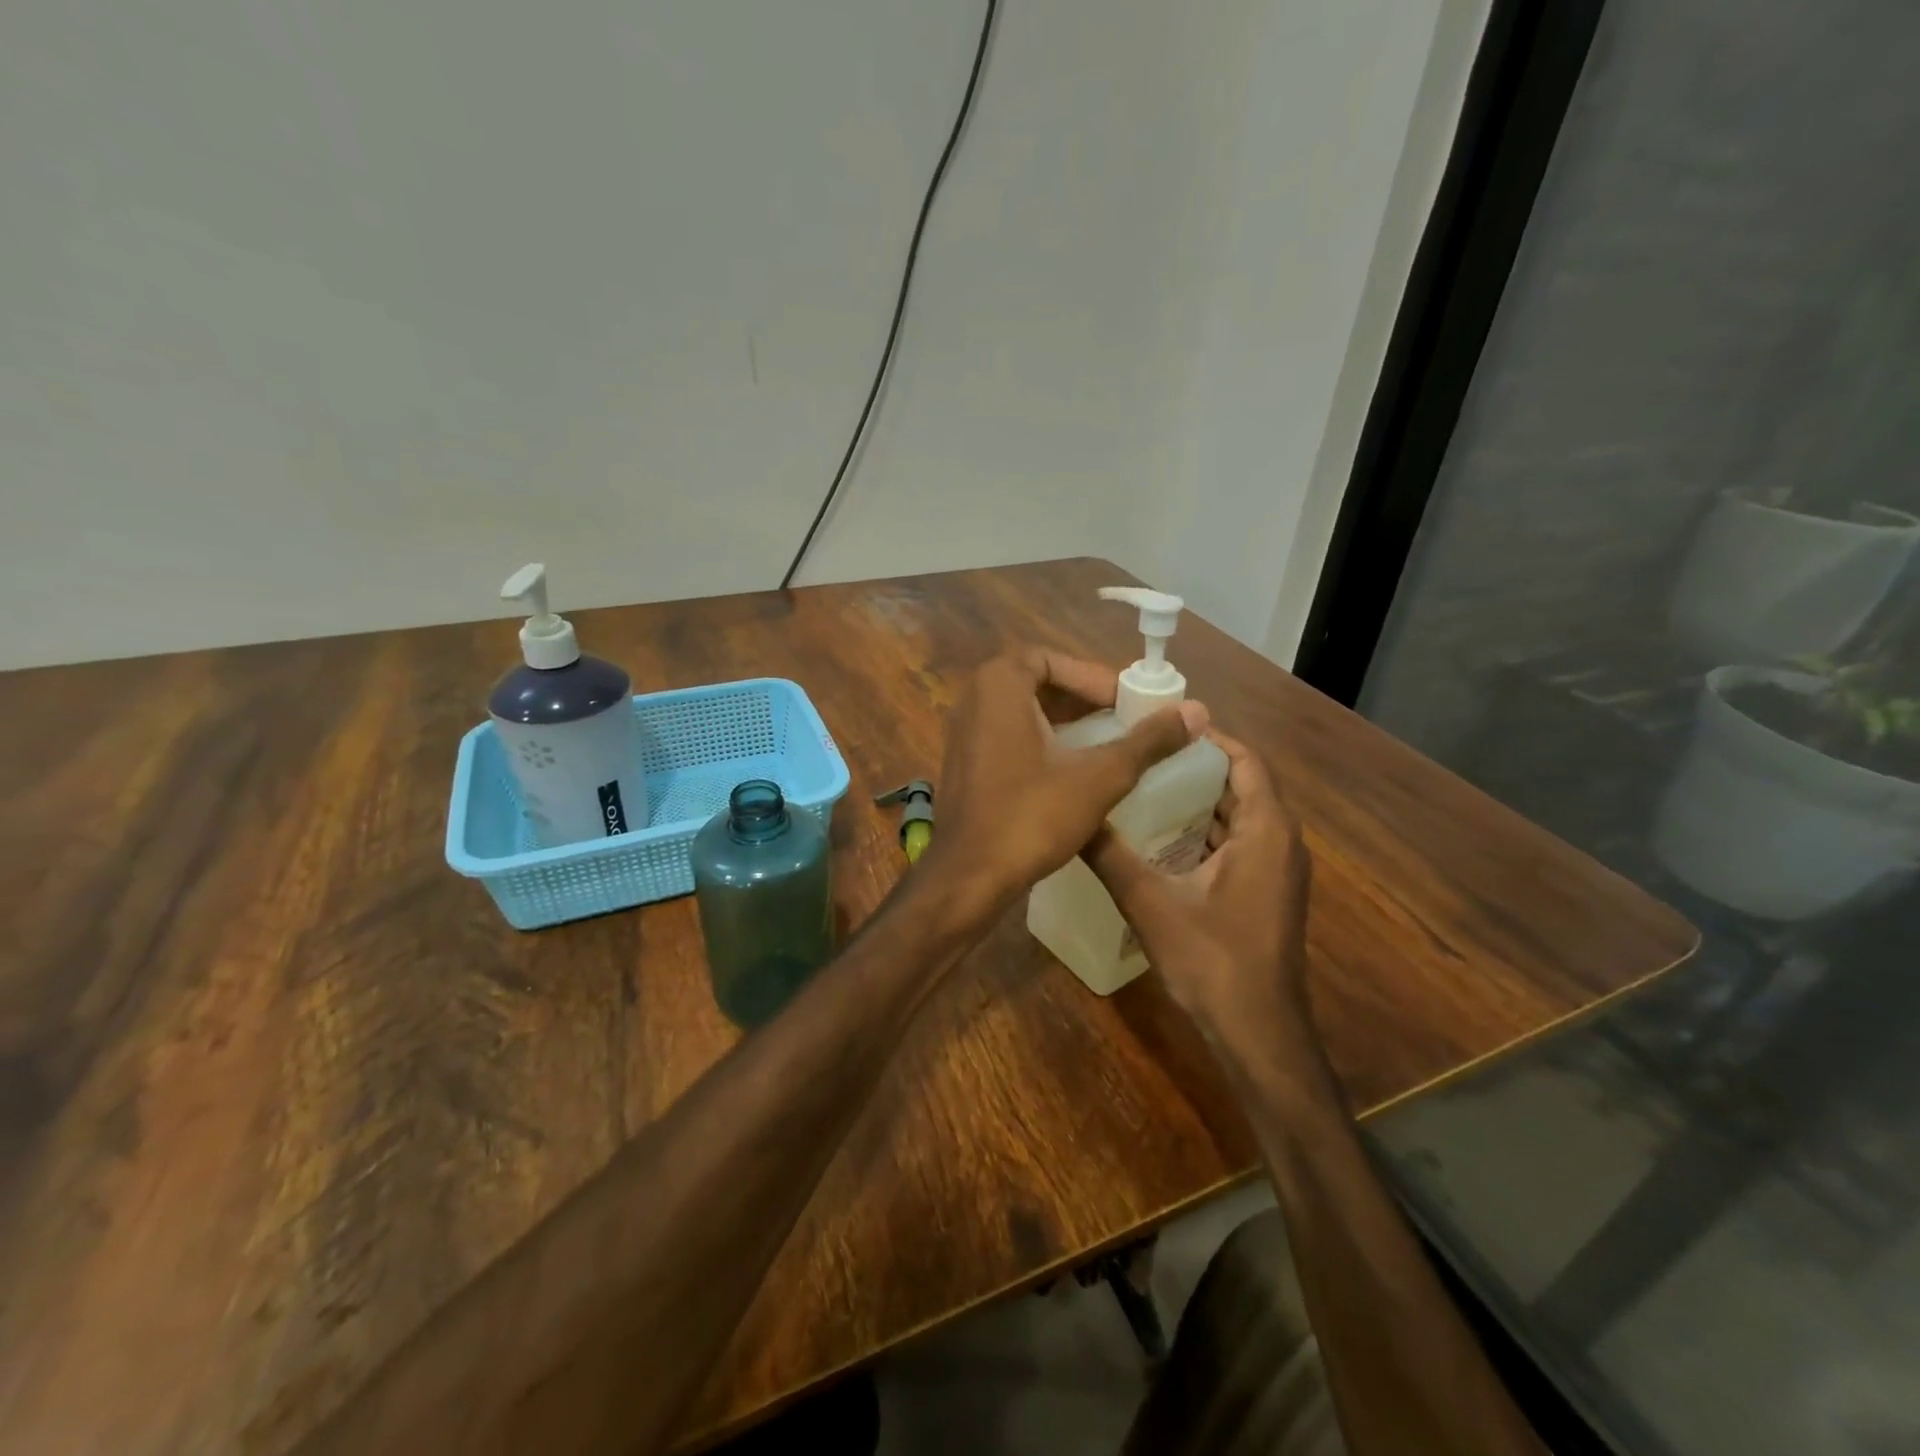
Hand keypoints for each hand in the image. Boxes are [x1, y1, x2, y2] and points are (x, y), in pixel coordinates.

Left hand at [929, 647, 1206, 909]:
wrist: (968, 877)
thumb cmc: (1031, 817)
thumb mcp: (1098, 777)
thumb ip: (1147, 742)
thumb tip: (1197, 711)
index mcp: (998, 686)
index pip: (1051, 659)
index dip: (1093, 677)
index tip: (1127, 701)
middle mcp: (973, 700)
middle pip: (1036, 682)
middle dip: (1082, 697)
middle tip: (1123, 717)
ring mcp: (962, 733)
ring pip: (1021, 711)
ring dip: (1063, 720)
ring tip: (1107, 741)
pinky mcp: (963, 764)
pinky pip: (1007, 736)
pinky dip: (1040, 741)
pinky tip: (1071, 768)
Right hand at [1084, 731, 1312, 1041]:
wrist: (1258, 1032)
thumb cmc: (1213, 960)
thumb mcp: (1150, 903)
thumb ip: (1110, 856)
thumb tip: (1072, 816)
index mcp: (1265, 830)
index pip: (1245, 760)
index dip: (1207, 738)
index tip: (1160, 726)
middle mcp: (1281, 841)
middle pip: (1241, 784)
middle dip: (1194, 766)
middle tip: (1141, 754)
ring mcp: (1278, 869)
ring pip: (1239, 815)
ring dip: (1199, 800)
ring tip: (1144, 786)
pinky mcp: (1267, 891)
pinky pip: (1239, 842)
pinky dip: (1206, 830)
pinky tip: (1161, 837)